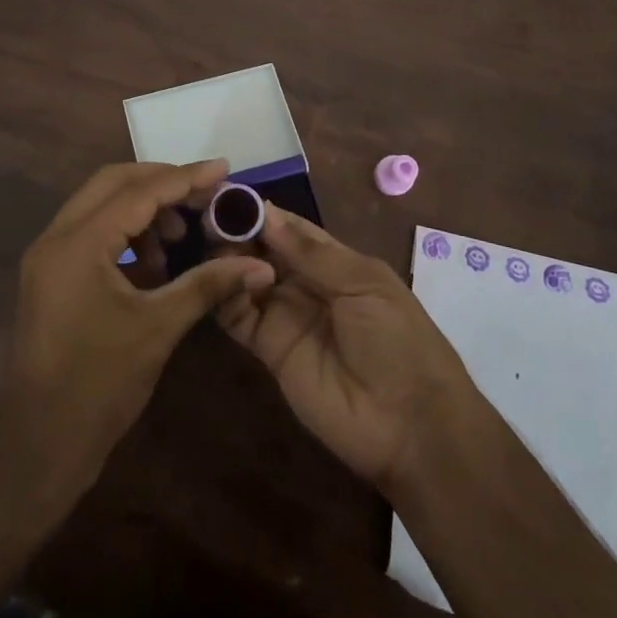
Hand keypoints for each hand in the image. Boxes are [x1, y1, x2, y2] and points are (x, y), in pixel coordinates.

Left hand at [0, 160, 275, 511]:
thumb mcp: (159, 329)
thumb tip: (259, 264)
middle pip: (113, 183)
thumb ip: (207, 284)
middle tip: (204, 194)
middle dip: (161, 183)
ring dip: (143, 210)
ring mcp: (49, 256)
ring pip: (100, 205)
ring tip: (179, 237)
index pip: (138, 191)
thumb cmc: (99, 387)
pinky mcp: (51, 275)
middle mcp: (56, 237)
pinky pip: (92, 232)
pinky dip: (126, 234)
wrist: (39, 448)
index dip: (185, 178)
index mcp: (78, 243)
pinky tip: (154, 264)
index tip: (224, 168)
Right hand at [215, 207, 473, 489]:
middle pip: (263, 250)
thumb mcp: (364, 284)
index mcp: (334, 262)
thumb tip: (266, 213)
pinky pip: (239, 317)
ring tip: (212, 247)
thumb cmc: (397, 340)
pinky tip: (220, 282)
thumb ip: (312, 253)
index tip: (227, 193)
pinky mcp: (269, 350)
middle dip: (238, 232)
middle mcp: (304, 284)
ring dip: (228, 260)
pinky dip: (225, 297)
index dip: (262, 212)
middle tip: (207, 217)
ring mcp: (285, 316)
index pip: (290, 227)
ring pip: (246, 278)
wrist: (409, 424)